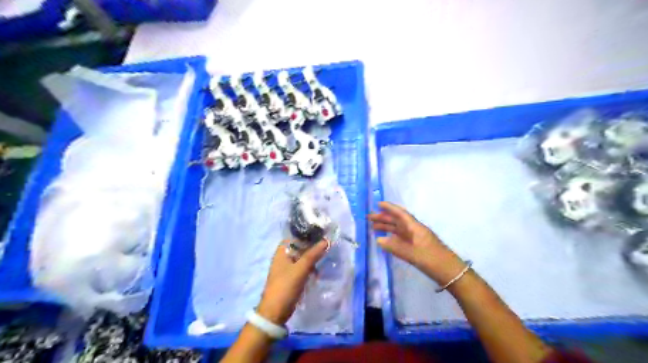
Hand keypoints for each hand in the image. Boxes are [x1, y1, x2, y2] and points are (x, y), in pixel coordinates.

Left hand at [258, 239, 329, 323]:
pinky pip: (302, 268)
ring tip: (325, 257)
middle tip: (327, 245)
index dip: (308, 234)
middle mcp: (283, 257)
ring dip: (312, 258)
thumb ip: (313, 254)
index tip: (322, 233)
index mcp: (282, 251)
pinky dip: (310, 267)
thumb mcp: (301, 269)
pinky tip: (318, 270)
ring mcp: (287, 268)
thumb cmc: (285, 286)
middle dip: (312, 246)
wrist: (275, 312)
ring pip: (302, 258)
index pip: (296, 236)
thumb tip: (326, 240)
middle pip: (300, 247)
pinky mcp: (291, 277)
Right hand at [369, 201, 465, 283]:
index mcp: (415, 228)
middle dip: (384, 218)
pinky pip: (401, 238)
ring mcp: (416, 239)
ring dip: (387, 227)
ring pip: (399, 229)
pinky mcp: (417, 247)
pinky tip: (385, 240)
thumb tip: (378, 240)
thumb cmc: (432, 260)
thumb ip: (395, 247)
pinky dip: (392, 237)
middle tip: (369, 218)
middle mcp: (415, 230)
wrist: (450, 272)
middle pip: (398, 221)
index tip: (378, 204)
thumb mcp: (412, 254)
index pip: (401, 214)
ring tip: (373, 227)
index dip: (390, 208)